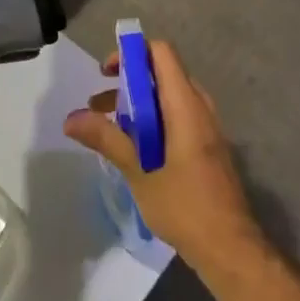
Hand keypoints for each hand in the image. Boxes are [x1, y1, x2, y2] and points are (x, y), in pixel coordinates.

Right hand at [63, 39, 260, 270]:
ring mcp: (206, 127)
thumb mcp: (138, 171)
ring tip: (107, 128)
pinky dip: (153, 120)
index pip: (161, 53)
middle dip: (127, 82)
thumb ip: (106, 138)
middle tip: (98, 103)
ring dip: (137, 105)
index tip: (106, 73)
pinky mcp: (207, 146)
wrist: (229, 247)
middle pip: (162, 74)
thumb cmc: (184, 205)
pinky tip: (133, 149)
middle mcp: (199, 107)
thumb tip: (70, 119)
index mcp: (185, 104)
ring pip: (168, 98)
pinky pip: (177, 117)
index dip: (132, 53)